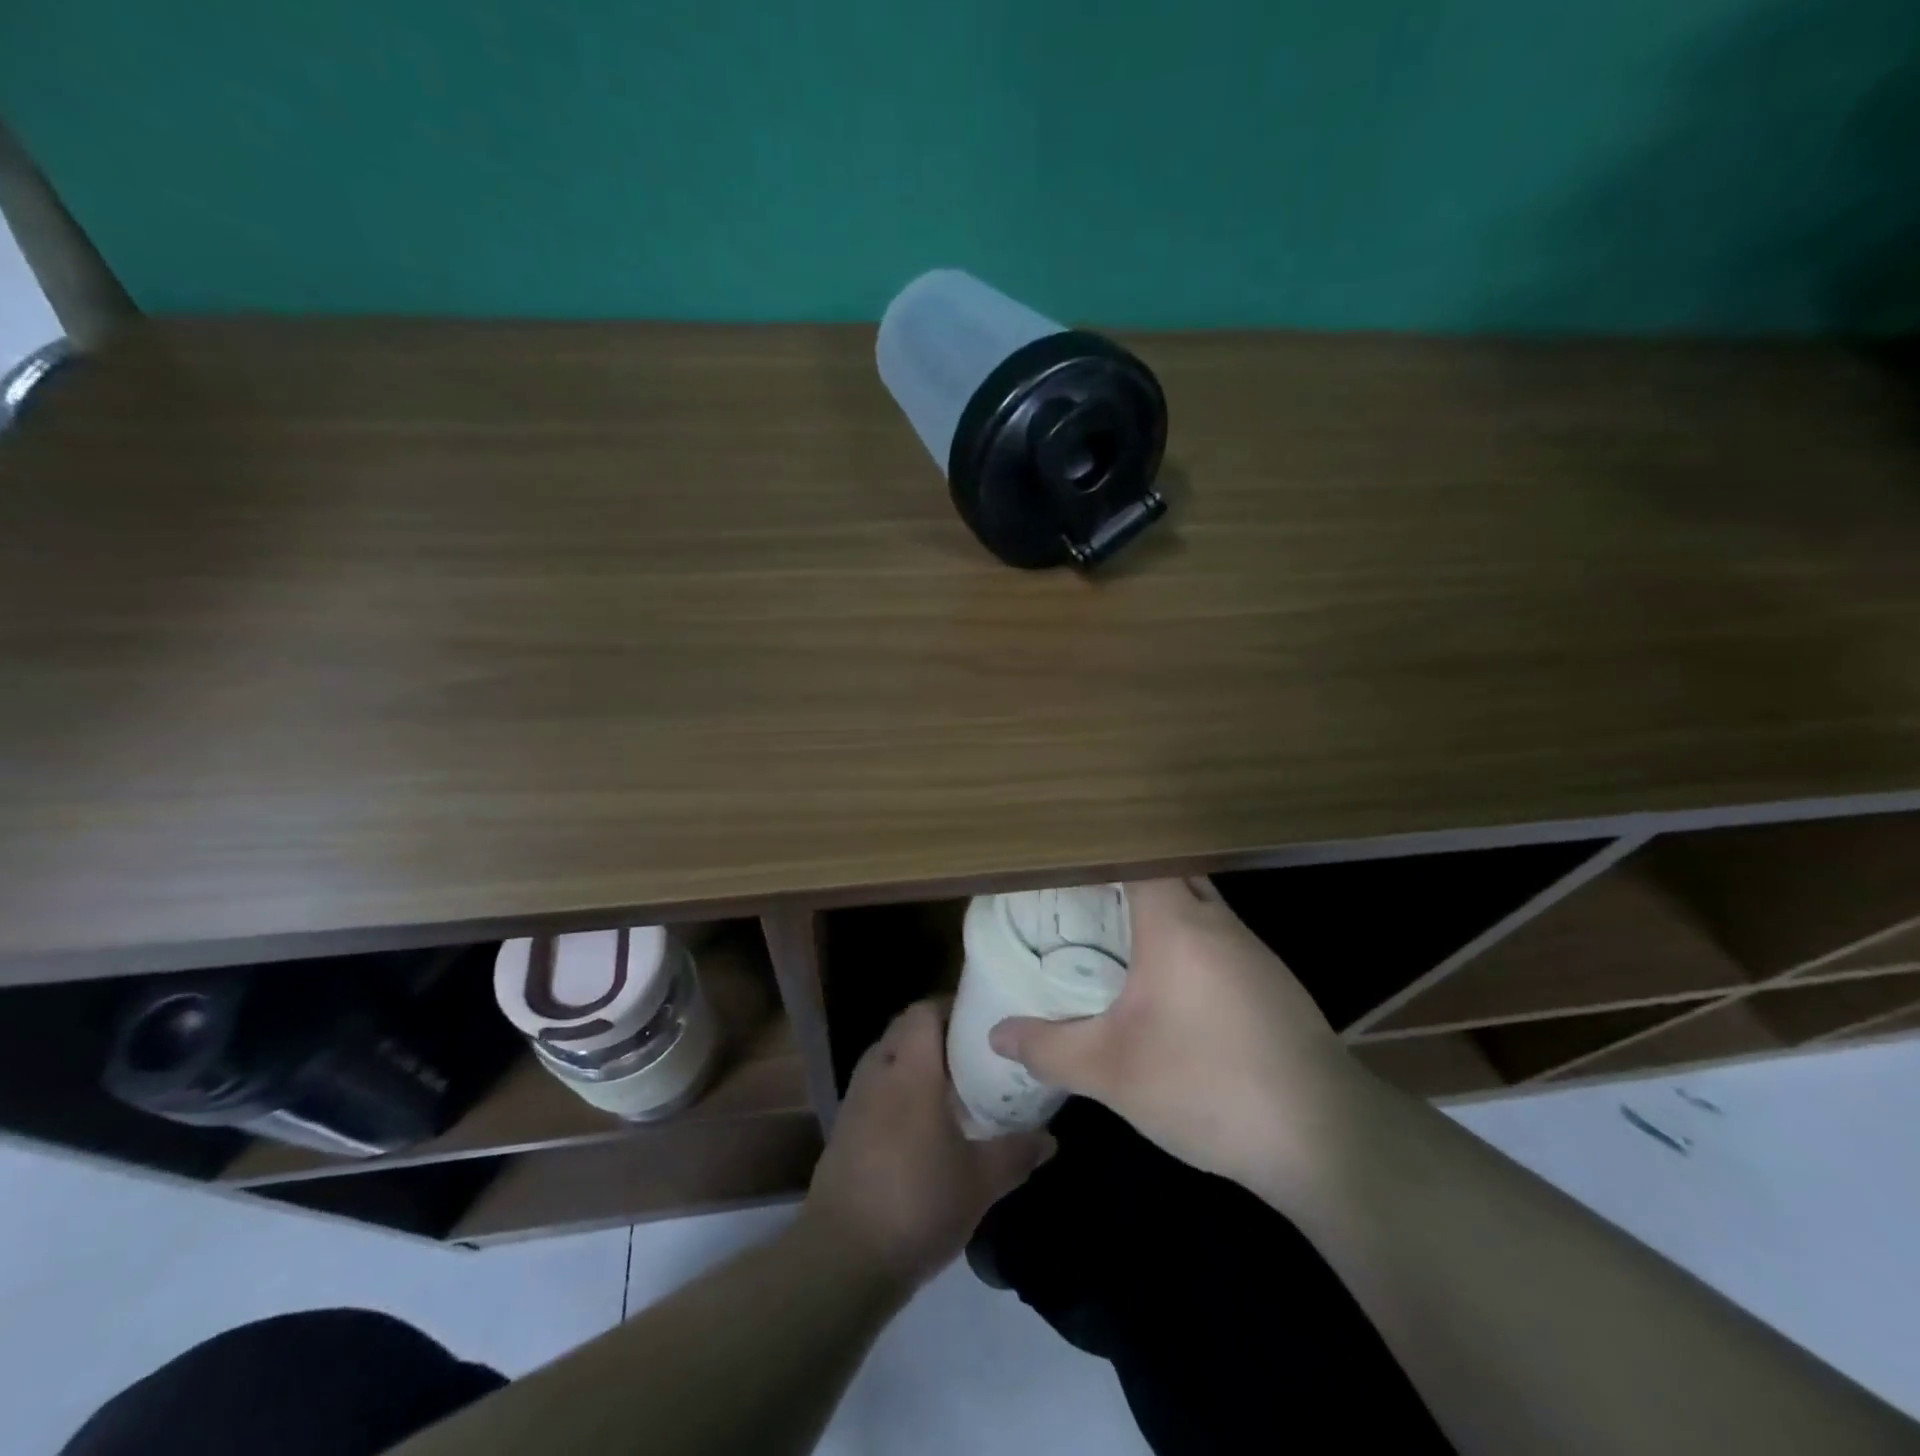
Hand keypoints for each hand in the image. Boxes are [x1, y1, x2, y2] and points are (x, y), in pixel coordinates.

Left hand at [803, 999, 1053, 1291]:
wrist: (842, 1258)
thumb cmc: (917, 1204)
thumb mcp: (980, 1182)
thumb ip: (1017, 1153)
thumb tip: (1050, 1139)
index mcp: (910, 1070)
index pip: (924, 1011)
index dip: (952, 1006)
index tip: (983, 1019)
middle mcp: (878, 1072)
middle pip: (904, 1029)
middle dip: (937, 1032)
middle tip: (975, 1050)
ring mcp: (855, 1100)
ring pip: (887, 1057)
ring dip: (915, 1060)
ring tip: (953, 1083)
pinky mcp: (843, 1128)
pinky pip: (875, 1087)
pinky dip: (898, 1088)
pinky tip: (923, 1121)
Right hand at [988, 878, 1364, 1195]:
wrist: (1323, 1138)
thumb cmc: (1205, 1084)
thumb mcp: (1111, 1071)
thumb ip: (1048, 1047)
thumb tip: (997, 1034)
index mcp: (1177, 923)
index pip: (1137, 856)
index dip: (1101, 852)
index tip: (1066, 864)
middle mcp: (1218, 922)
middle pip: (1168, 876)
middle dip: (1126, 883)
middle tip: (1080, 904)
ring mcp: (1253, 952)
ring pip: (1198, 910)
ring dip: (1160, 917)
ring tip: (1116, 942)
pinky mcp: (1273, 985)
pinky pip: (1219, 943)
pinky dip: (1188, 948)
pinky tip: (1171, 993)